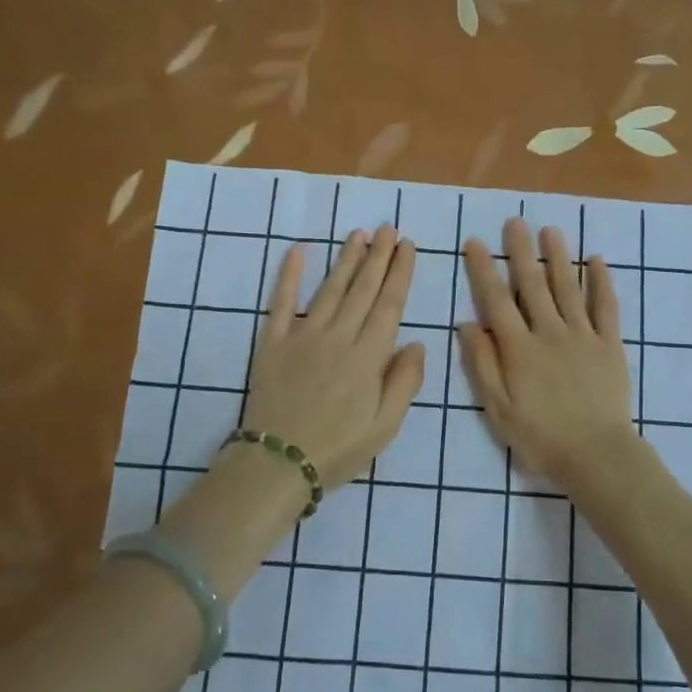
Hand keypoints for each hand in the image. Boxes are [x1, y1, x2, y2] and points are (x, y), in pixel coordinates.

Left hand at [243, 226, 425, 490]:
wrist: (278, 463)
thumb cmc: (339, 449)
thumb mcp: (386, 426)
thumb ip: (405, 382)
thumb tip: (418, 344)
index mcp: (368, 356)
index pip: (389, 304)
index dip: (400, 273)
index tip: (408, 246)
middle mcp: (338, 336)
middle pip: (362, 289)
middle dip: (378, 256)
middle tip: (388, 228)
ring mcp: (303, 336)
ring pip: (330, 289)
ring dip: (346, 259)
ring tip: (358, 234)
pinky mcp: (272, 343)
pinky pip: (281, 303)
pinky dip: (288, 276)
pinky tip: (297, 251)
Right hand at [458, 219, 635, 488]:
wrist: (596, 454)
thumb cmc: (541, 437)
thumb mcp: (498, 408)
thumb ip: (482, 365)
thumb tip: (467, 324)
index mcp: (519, 348)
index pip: (496, 300)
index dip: (484, 269)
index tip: (476, 242)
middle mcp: (549, 332)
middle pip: (533, 285)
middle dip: (521, 251)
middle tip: (515, 221)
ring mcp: (583, 335)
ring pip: (568, 287)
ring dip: (558, 257)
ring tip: (550, 230)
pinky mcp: (609, 344)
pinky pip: (606, 307)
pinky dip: (602, 282)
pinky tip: (597, 260)